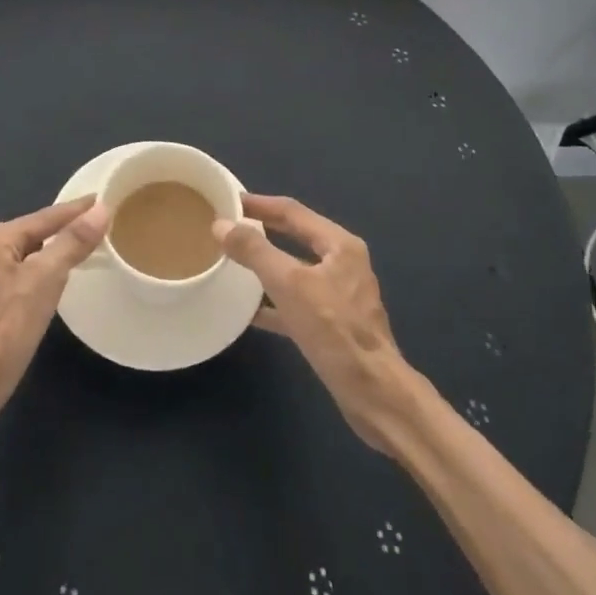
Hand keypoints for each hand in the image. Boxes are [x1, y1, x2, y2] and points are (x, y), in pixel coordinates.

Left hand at [0, 196, 107, 446]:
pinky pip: (21, 277)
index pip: (46, 216)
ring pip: (27, 257)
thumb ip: (72, 242)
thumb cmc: (5, 328)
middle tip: (96, 224)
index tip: (102, 199)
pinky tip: (53, 285)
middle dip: (63, 228)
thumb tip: (100, 209)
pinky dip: (41, 274)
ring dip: (52, 252)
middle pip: (35, 233)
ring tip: (81, 250)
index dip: (76, 209)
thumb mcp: (45, 280)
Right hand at [215, 194, 413, 452]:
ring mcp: (340, 295)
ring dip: (267, 265)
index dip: (260, 204)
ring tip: (234, 263)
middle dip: (263, 230)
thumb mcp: (289, 284)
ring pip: (296, 270)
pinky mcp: (334, 324)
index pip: (293, 212)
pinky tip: (250, 312)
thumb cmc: (334, 330)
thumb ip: (255, 251)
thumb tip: (221, 224)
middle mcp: (343, 263)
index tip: (229, 201)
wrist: (374, 393)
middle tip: (230, 226)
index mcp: (339, 244)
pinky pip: (297, 302)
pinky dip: (275, 302)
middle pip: (296, 237)